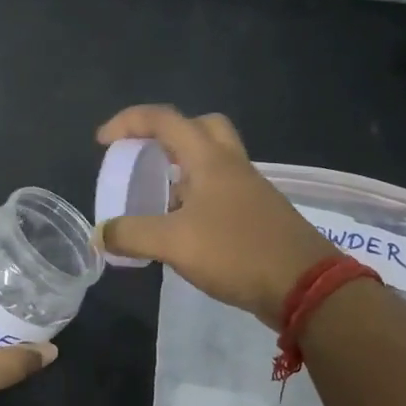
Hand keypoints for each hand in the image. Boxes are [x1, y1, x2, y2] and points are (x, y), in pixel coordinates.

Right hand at [96, 105, 337, 326]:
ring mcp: (249, 190)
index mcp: (209, 159)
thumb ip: (132, 235)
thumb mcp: (174, 243)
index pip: (164, 120)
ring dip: (182, 169)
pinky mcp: (258, 214)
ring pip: (212, 161)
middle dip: (167, 134)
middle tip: (144, 156)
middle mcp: (231, 165)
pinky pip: (221, 191)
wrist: (304, 286)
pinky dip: (197, 198)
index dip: (129, 122)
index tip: (103, 142)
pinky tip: (184, 228)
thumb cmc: (236, 252)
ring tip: (156, 199)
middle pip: (200, 127)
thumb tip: (101, 234)